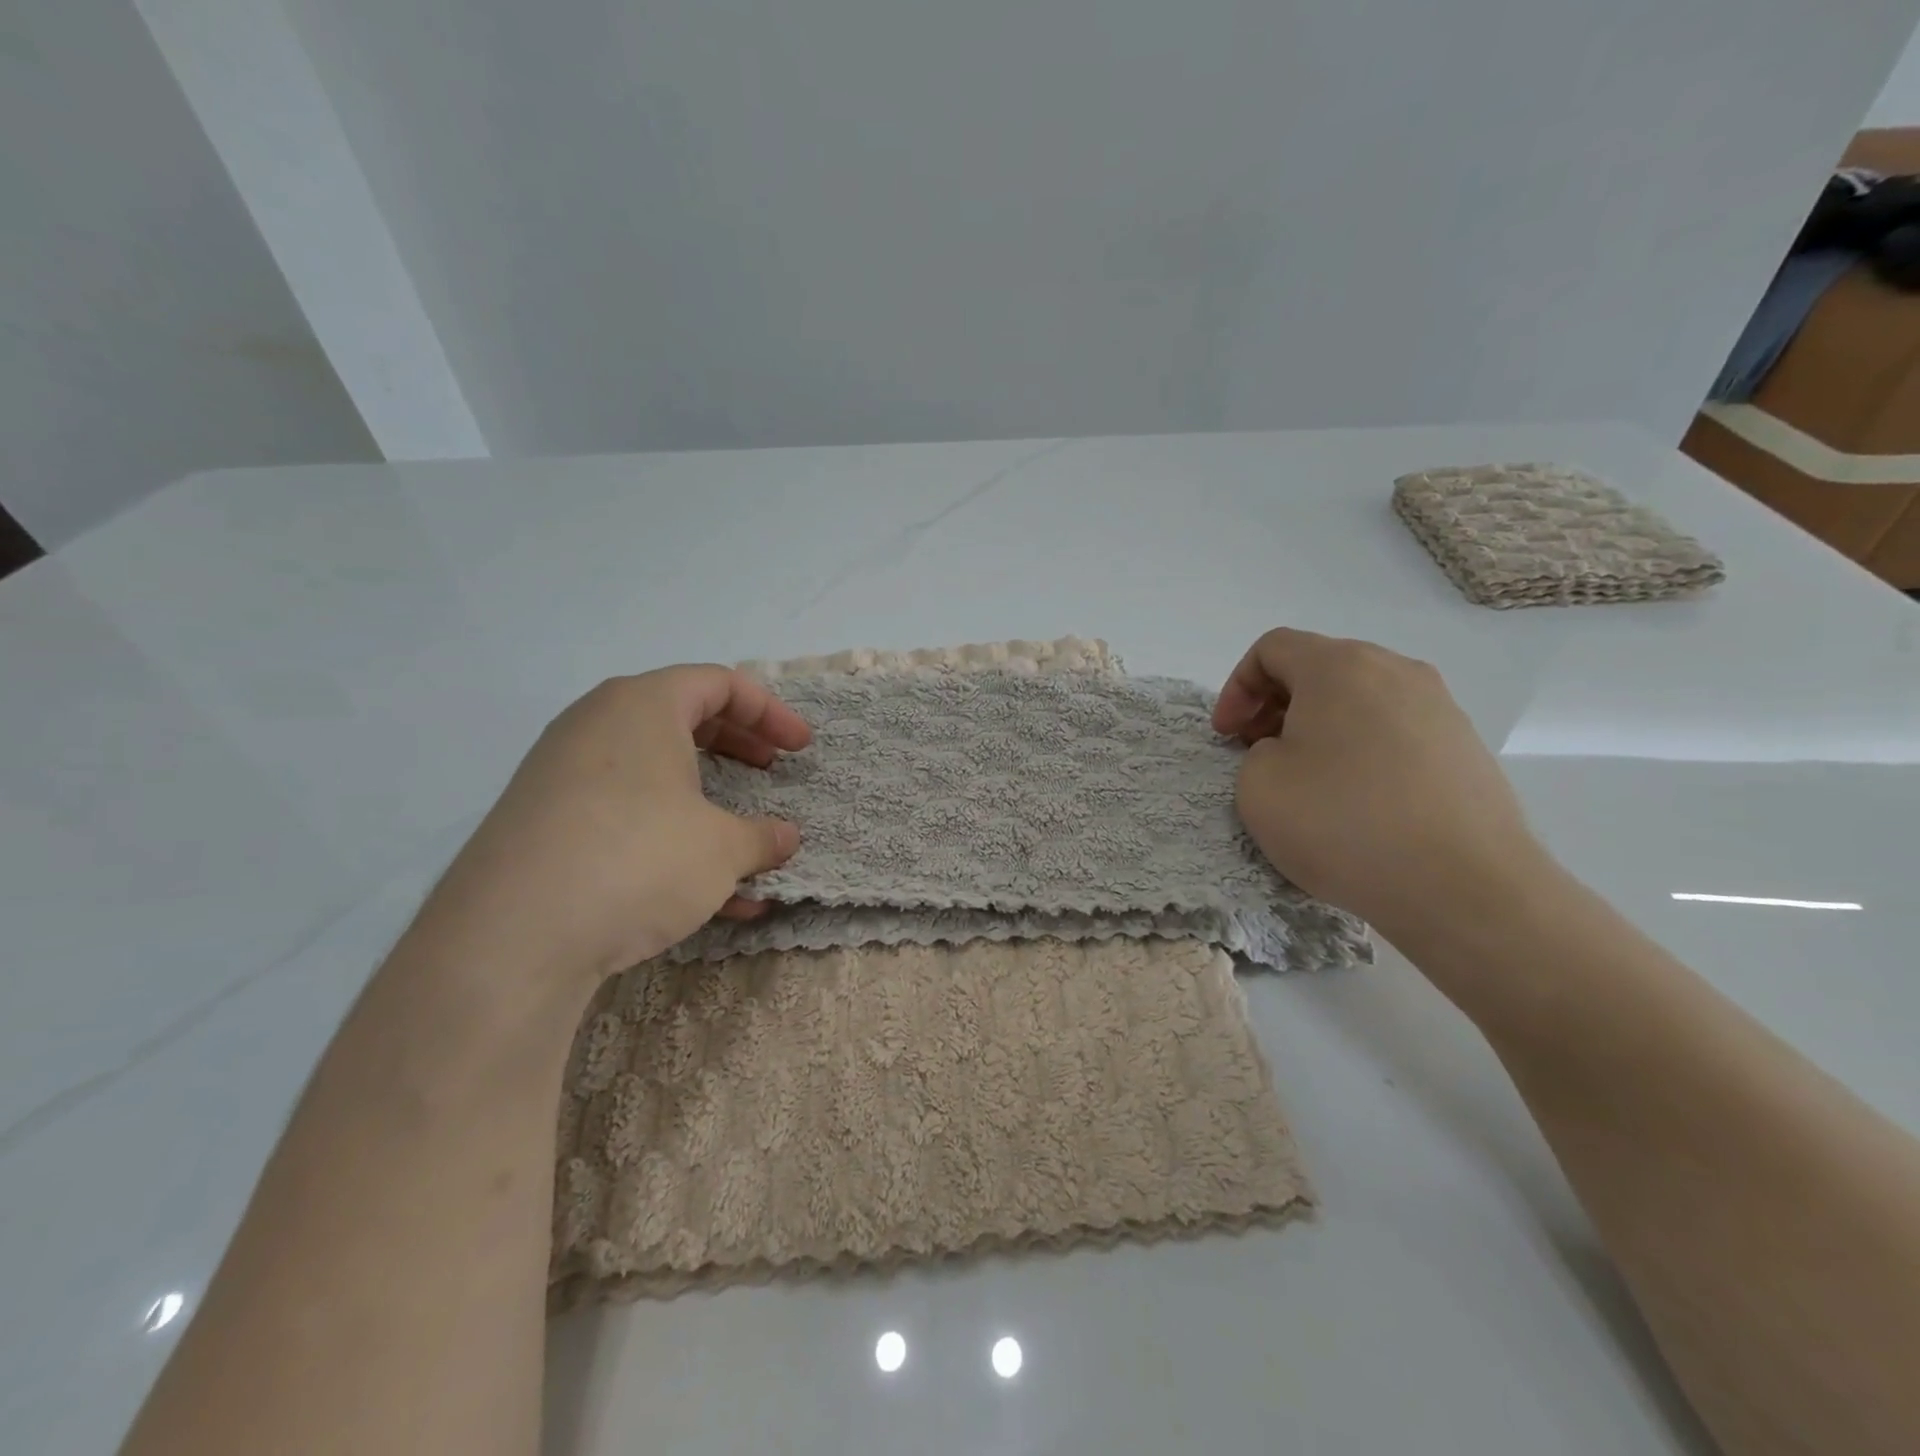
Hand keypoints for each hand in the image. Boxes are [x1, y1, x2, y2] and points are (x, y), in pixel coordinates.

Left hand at [425, 666, 809, 991]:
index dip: (770, 712)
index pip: (719, 683)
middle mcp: (597, 727)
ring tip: (745, 842)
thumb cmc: (637, 859)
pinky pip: (624, 815)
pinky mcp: (545, 827)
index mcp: (642, 706)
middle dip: (738, 746)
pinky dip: (670, 839)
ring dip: (707, 801)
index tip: (800, 748)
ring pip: (653, 773)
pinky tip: (708, 897)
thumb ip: (761, 838)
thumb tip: (784, 838)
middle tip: (772, 771)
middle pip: (683, 718)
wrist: (511, 939)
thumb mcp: (721, 849)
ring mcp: (563, 777)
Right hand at [1213, 628, 1547, 933]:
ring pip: (1360, 699)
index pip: (1273, 648)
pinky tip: (1358, 802)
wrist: (1463, 887)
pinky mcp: (1466, 748)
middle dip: (1276, 705)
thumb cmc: (1342, 824)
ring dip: (1321, 727)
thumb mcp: (1257, 786)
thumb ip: (1257, 753)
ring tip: (1309, 780)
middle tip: (1259, 753)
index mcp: (1339, 667)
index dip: (1236, 688)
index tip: (1227, 737)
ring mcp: (1440, 708)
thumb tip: (1293, 752)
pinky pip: (1395, 731)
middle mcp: (1396, 671)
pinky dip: (1362, 750)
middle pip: (1319, 668)